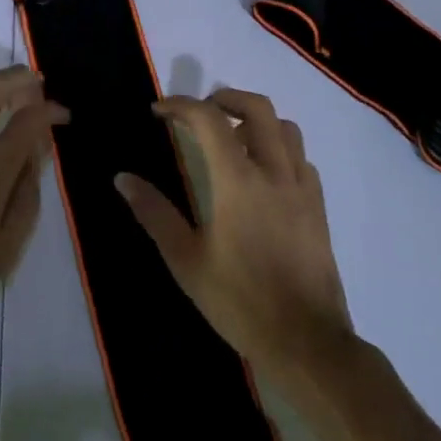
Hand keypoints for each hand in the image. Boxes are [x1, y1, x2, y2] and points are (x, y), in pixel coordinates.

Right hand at [117, 89, 354, 380]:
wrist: (306, 342)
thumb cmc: (239, 301)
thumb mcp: (186, 260)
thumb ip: (155, 213)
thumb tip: (122, 178)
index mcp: (238, 180)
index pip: (209, 119)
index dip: (180, 106)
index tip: (158, 111)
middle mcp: (274, 172)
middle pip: (257, 108)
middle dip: (224, 98)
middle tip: (198, 112)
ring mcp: (302, 188)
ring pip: (286, 128)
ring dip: (256, 120)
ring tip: (231, 137)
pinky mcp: (318, 207)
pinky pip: (300, 159)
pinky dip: (278, 149)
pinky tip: (262, 174)